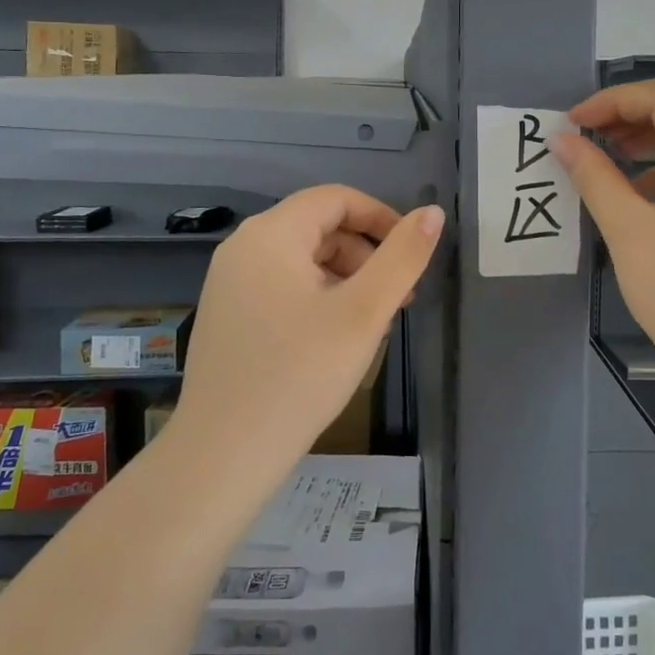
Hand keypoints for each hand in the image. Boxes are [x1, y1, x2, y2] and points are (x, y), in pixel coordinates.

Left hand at [172, 186, 444, 484]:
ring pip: (302, 260)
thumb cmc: (299, 375)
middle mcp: (243, 247)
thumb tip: (432, 213)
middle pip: (318, 227)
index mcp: (271, 234)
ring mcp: (229, 282)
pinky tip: (334, 339)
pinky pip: (281, 286)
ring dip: (345, 278)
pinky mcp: (226, 314)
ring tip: (371, 324)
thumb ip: (402, 257)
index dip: (381, 217)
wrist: (222, 455)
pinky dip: (317, 297)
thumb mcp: (363, 313)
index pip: (336, 199)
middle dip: (366, 254)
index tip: (412, 255)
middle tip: (398, 300)